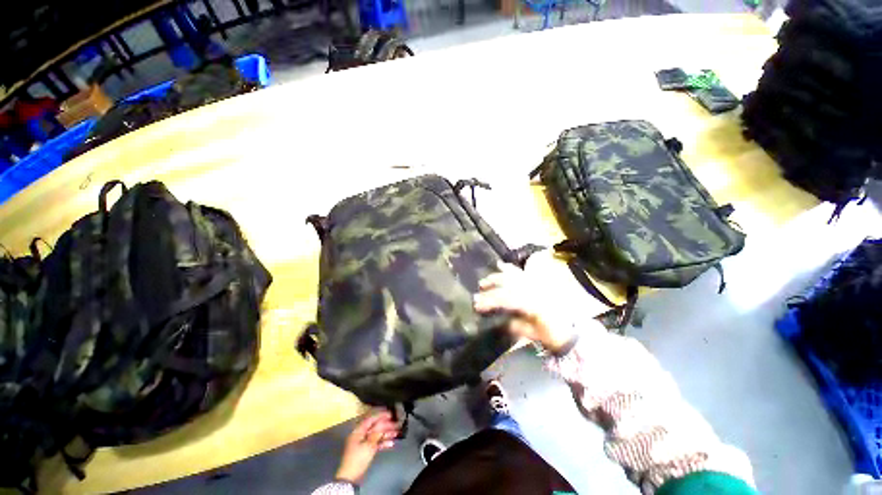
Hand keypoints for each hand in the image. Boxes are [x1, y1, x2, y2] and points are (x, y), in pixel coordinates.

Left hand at [335, 411, 399, 484]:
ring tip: (396, 433)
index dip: (381, 415)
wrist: (351, 477)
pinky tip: (391, 443)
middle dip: (385, 425)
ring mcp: (363, 443)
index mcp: (358, 431)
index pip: (370, 419)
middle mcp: (361, 435)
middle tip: (396, 424)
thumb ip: (376, 433)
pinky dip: (383, 443)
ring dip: (386, 434)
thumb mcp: (368, 445)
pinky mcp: (366, 451)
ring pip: (376, 435)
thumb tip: (383, 422)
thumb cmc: (358, 459)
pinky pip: (375, 444)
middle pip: (375, 427)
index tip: (390, 414)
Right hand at [473, 261, 579, 352]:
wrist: (573, 331)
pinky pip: (522, 272)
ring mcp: (537, 284)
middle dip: (490, 288)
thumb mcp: (533, 334)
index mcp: (533, 303)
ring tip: (484, 281)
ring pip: (513, 275)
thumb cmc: (553, 335)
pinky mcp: (539, 282)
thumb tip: (501, 320)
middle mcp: (534, 289)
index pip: (506, 298)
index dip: (490, 301)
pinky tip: (501, 266)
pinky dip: (510, 269)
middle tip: (477, 295)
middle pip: (507, 284)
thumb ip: (515, 326)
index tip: (477, 306)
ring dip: (497, 277)